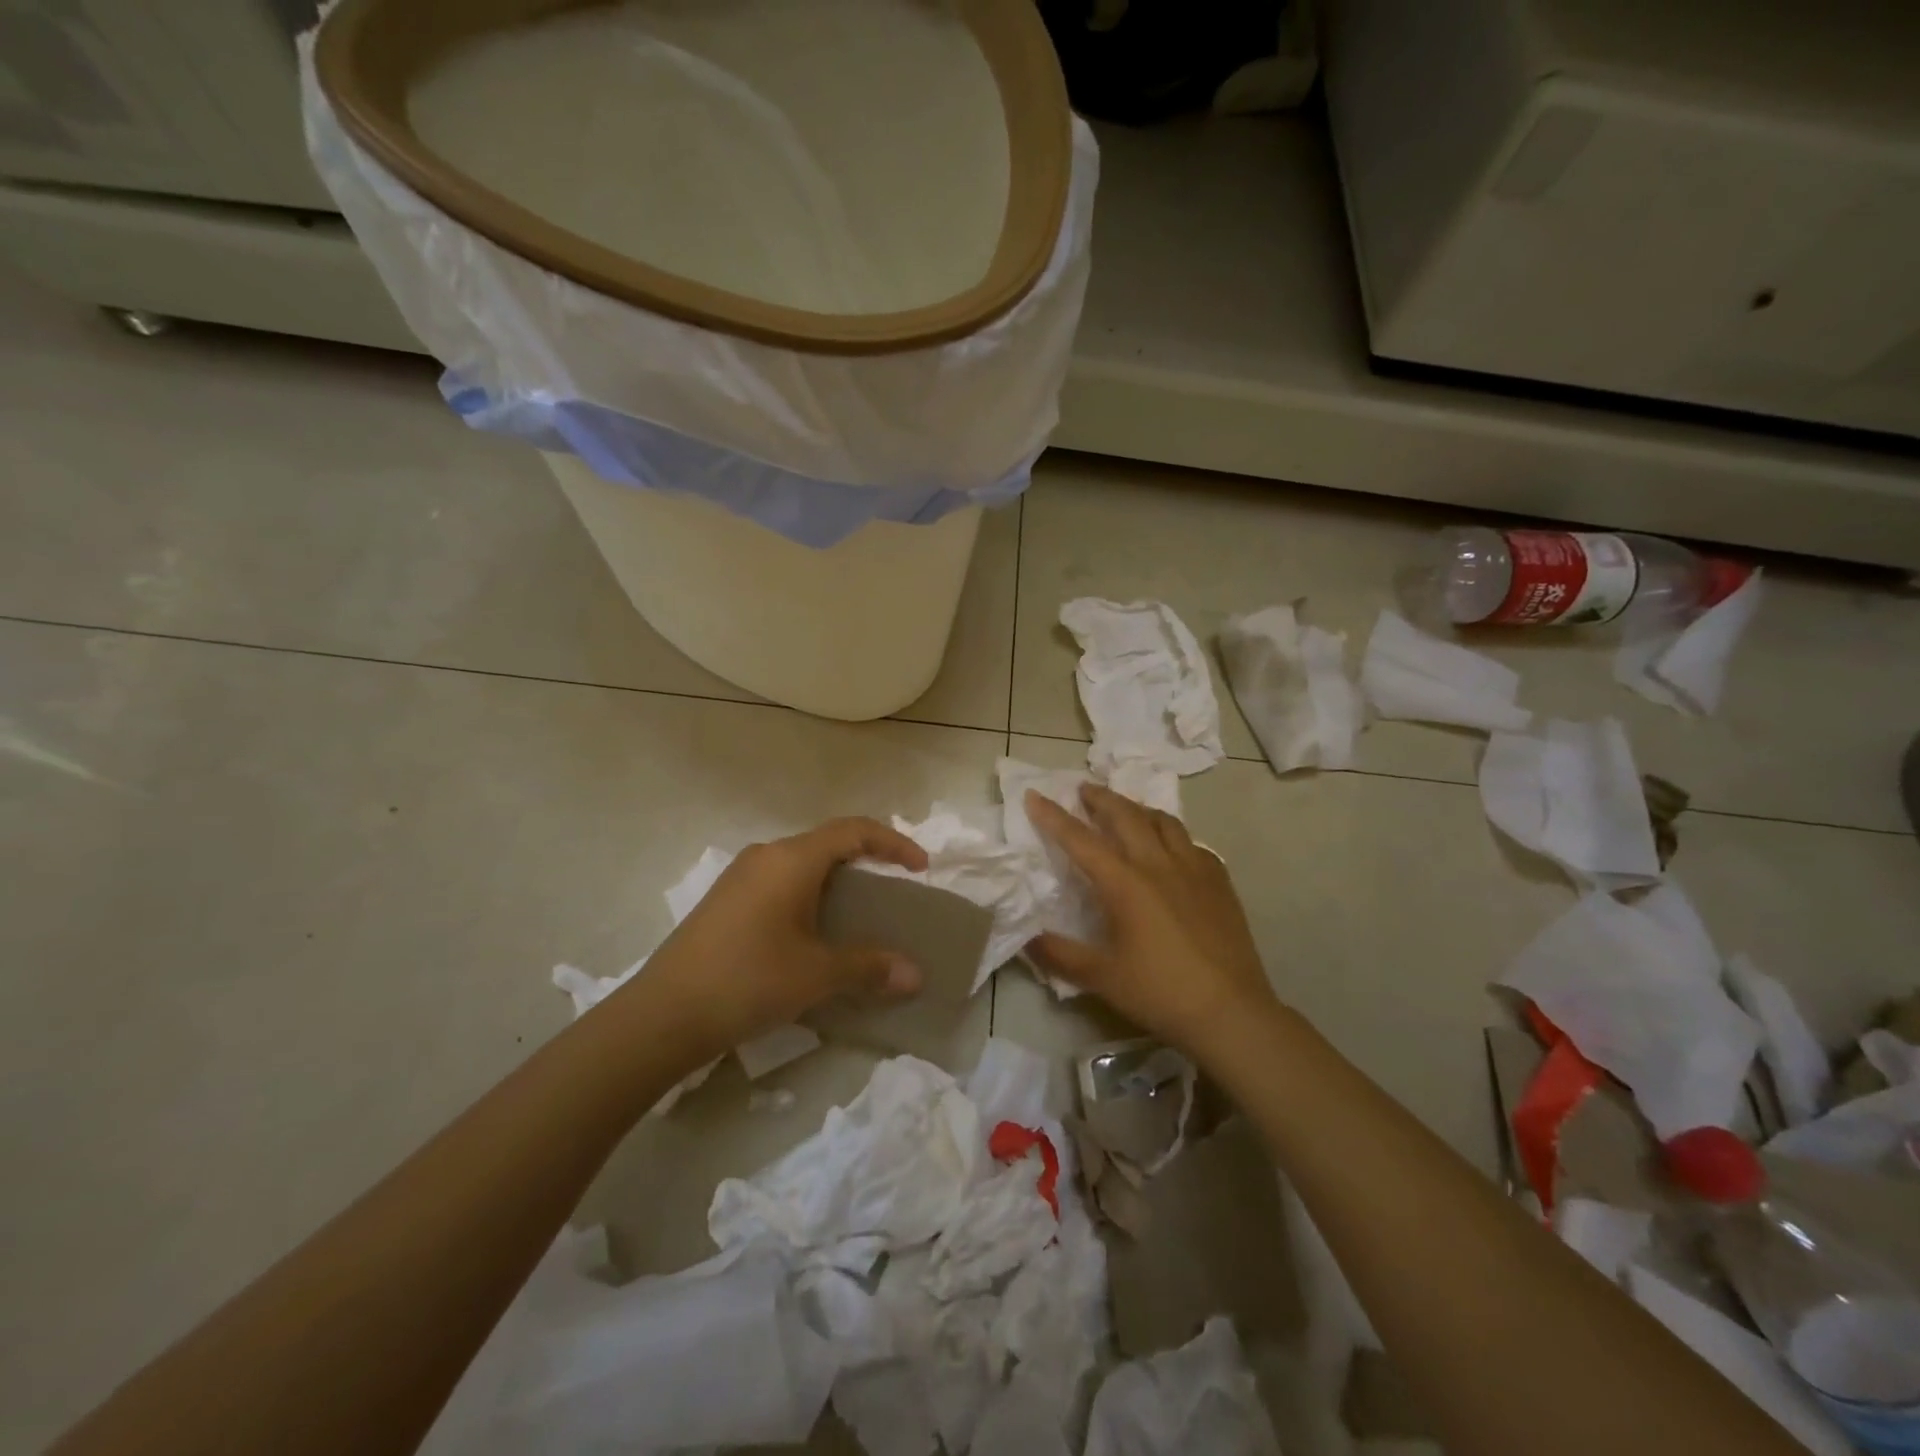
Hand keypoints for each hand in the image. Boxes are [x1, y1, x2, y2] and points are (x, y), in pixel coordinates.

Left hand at [631, 818, 929, 1056]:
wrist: (663, 1014)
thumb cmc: (749, 979)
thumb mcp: (817, 974)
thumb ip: (869, 966)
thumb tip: (916, 975)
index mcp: (792, 859)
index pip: (854, 830)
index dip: (893, 843)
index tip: (920, 866)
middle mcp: (766, 855)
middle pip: (827, 842)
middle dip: (866, 858)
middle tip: (894, 885)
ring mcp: (741, 876)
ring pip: (802, 862)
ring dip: (836, 877)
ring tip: (859, 909)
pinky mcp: (725, 900)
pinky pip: (780, 881)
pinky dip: (810, 893)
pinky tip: (812, 929)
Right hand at [1025, 784, 1280, 1061]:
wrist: (1231, 1012)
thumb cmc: (1161, 992)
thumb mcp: (1101, 978)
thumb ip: (1060, 955)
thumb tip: (1027, 938)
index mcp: (1125, 883)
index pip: (1080, 840)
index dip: (1053, 817)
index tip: (1034, 795)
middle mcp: (1158, 865)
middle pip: (1125, 816)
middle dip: (1100, 798)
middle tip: (1083, 789)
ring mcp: (1194, 869)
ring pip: (1163, 822)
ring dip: (1138, 808)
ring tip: (1126, 808)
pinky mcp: (1219, 883)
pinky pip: (1192, 844)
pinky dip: (1173, 835)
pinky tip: (1172, 848)